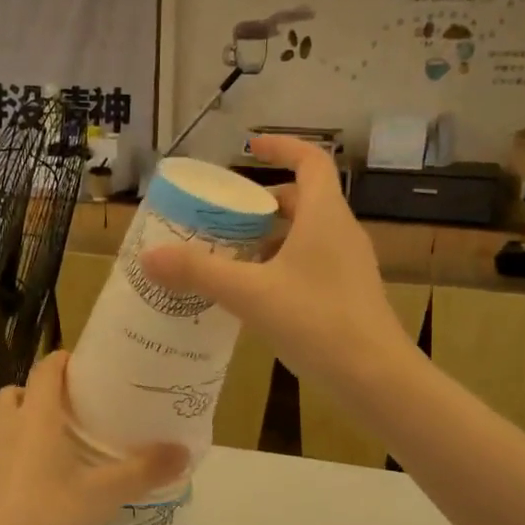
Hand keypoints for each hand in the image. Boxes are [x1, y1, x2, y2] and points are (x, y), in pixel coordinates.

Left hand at [0, 352, 187, 524]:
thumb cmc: (45, 520)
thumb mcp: (102, 497)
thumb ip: (143, 472)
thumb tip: (184, 451)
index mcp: (35, 417)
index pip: (46, 368)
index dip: (65, 362)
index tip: (86, 371)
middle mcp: (1, 424)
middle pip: (19, 392)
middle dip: (42, 396)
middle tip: (71, 418)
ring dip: (20, 426)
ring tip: (49, 453)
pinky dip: (3, 457)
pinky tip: (23, 488)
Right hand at [140, 135, 405, 395]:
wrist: (375, 377)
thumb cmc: (316, 321)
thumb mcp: (250, 293)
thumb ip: (199, 272)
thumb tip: (149, 257)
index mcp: (324, 215)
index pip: (311, 160)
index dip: (282, 147)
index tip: (251, 148)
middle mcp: (341, 232)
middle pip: (303, 199)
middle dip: (263, 203)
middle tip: (226, 215)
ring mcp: (349, 265)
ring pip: (306, 235)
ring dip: (270, 237)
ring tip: (232, 255)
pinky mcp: (348, 293)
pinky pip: (312, 263)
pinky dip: (282, 265)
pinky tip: (256, 294)